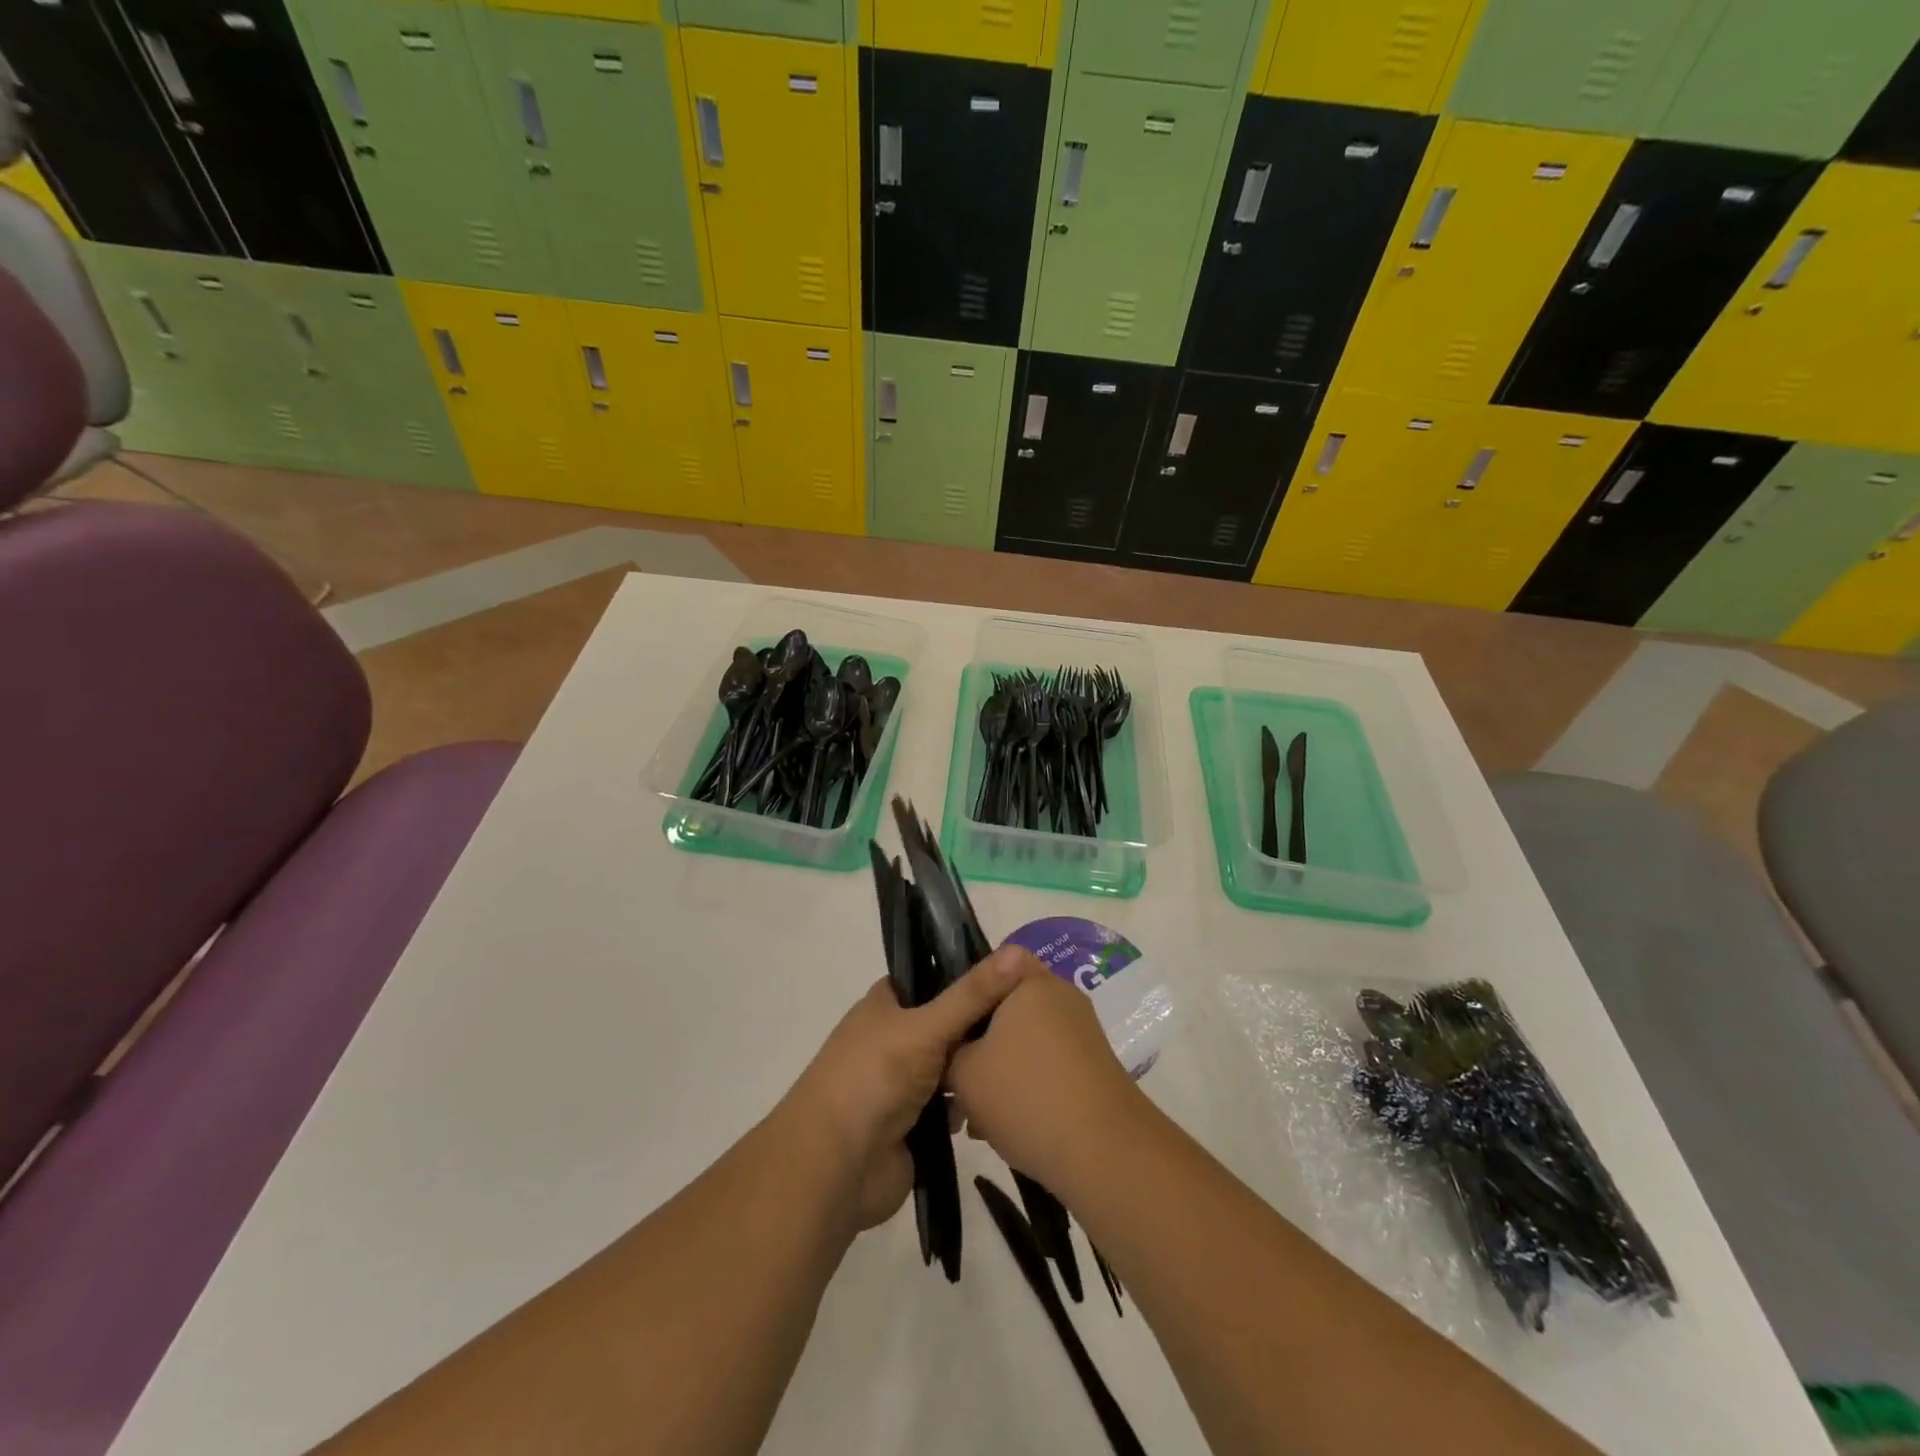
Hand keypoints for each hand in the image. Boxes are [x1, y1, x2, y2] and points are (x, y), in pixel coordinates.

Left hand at [784, 946, 1040, 1230]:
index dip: (967, 973)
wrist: (836, 1167)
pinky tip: (996, 1104)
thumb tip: (1020, 951)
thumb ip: (973, 994)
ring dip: (974, 1070)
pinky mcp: (915, 1124)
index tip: (1013, 974)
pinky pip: (951, 1106)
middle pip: (947, 1022)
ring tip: (1019, 1064)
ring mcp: (902, 1082)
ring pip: (951, 1066)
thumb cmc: (874, 1078)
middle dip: (978, 1027)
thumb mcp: (926, 1026)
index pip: (931, 976)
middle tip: (1028, 1021)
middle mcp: (893, 1037)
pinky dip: (967, 1106)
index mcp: (885, 1004)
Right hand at [948, 966, 1145, 1195]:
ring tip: (973, 1115)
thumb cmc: (1026, 1096)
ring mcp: (1080, 1032)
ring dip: (997, 1069)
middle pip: (1006, 1007)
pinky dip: (1024, 1085)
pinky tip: (1002, 1126)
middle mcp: (1060, 997)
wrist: (1104, 1152)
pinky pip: (1045, 1063)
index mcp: (1031, 982)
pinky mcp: (1092, 1066)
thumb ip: (950, 1050)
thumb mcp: (964, 1073)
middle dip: (978, 1041)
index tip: (948, 1029)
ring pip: (1024, 1041)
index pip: (993, 965)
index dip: (966, 993)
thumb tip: (954, 1051)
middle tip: (953, 1076)